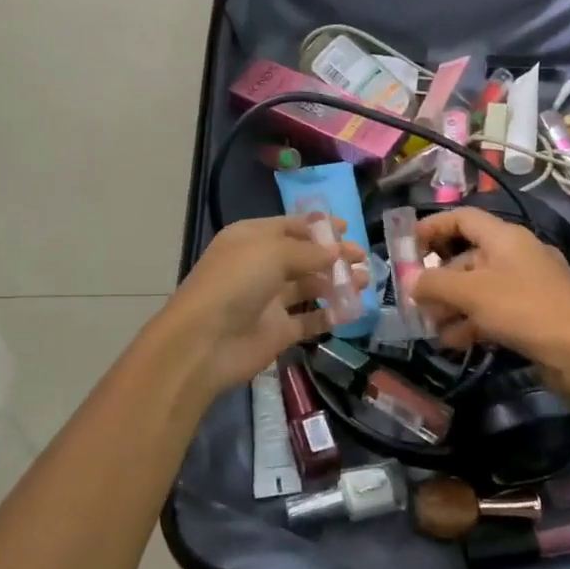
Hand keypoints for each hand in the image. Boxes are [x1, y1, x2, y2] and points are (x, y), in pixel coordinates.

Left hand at [157, 214, 367, 400]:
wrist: (205, 341)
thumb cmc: (236, 282)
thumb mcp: (273, 253)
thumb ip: (309, 252)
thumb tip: (336, 251)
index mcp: (251, 239)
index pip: (289, 226)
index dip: (317, 227)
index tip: (347, 228)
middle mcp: (259, 266)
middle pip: (302, 256)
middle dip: (332, 255)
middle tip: (362, 257)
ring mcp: (269, 300)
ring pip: (309, 286)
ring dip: (336, 283)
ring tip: (364, 281)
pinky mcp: (278, 331)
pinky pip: (309, 320)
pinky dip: (330, 314)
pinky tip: (352, 310)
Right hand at [413, 206, 569, 366]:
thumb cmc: (521, 309)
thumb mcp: (470, 293)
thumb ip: (434, 283)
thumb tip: (410, 282)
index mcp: (504, 236)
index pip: (462, 218)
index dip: (432, 227)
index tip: (408, 246)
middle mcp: (516, 253)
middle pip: (467, 256)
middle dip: (439, 279)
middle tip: (416, 300)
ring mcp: (528, 283)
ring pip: (479, 286)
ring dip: (452, 305)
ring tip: (431, 328)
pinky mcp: (534, 311)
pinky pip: (495, 308)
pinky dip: (473, 320)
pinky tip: (454, 342)